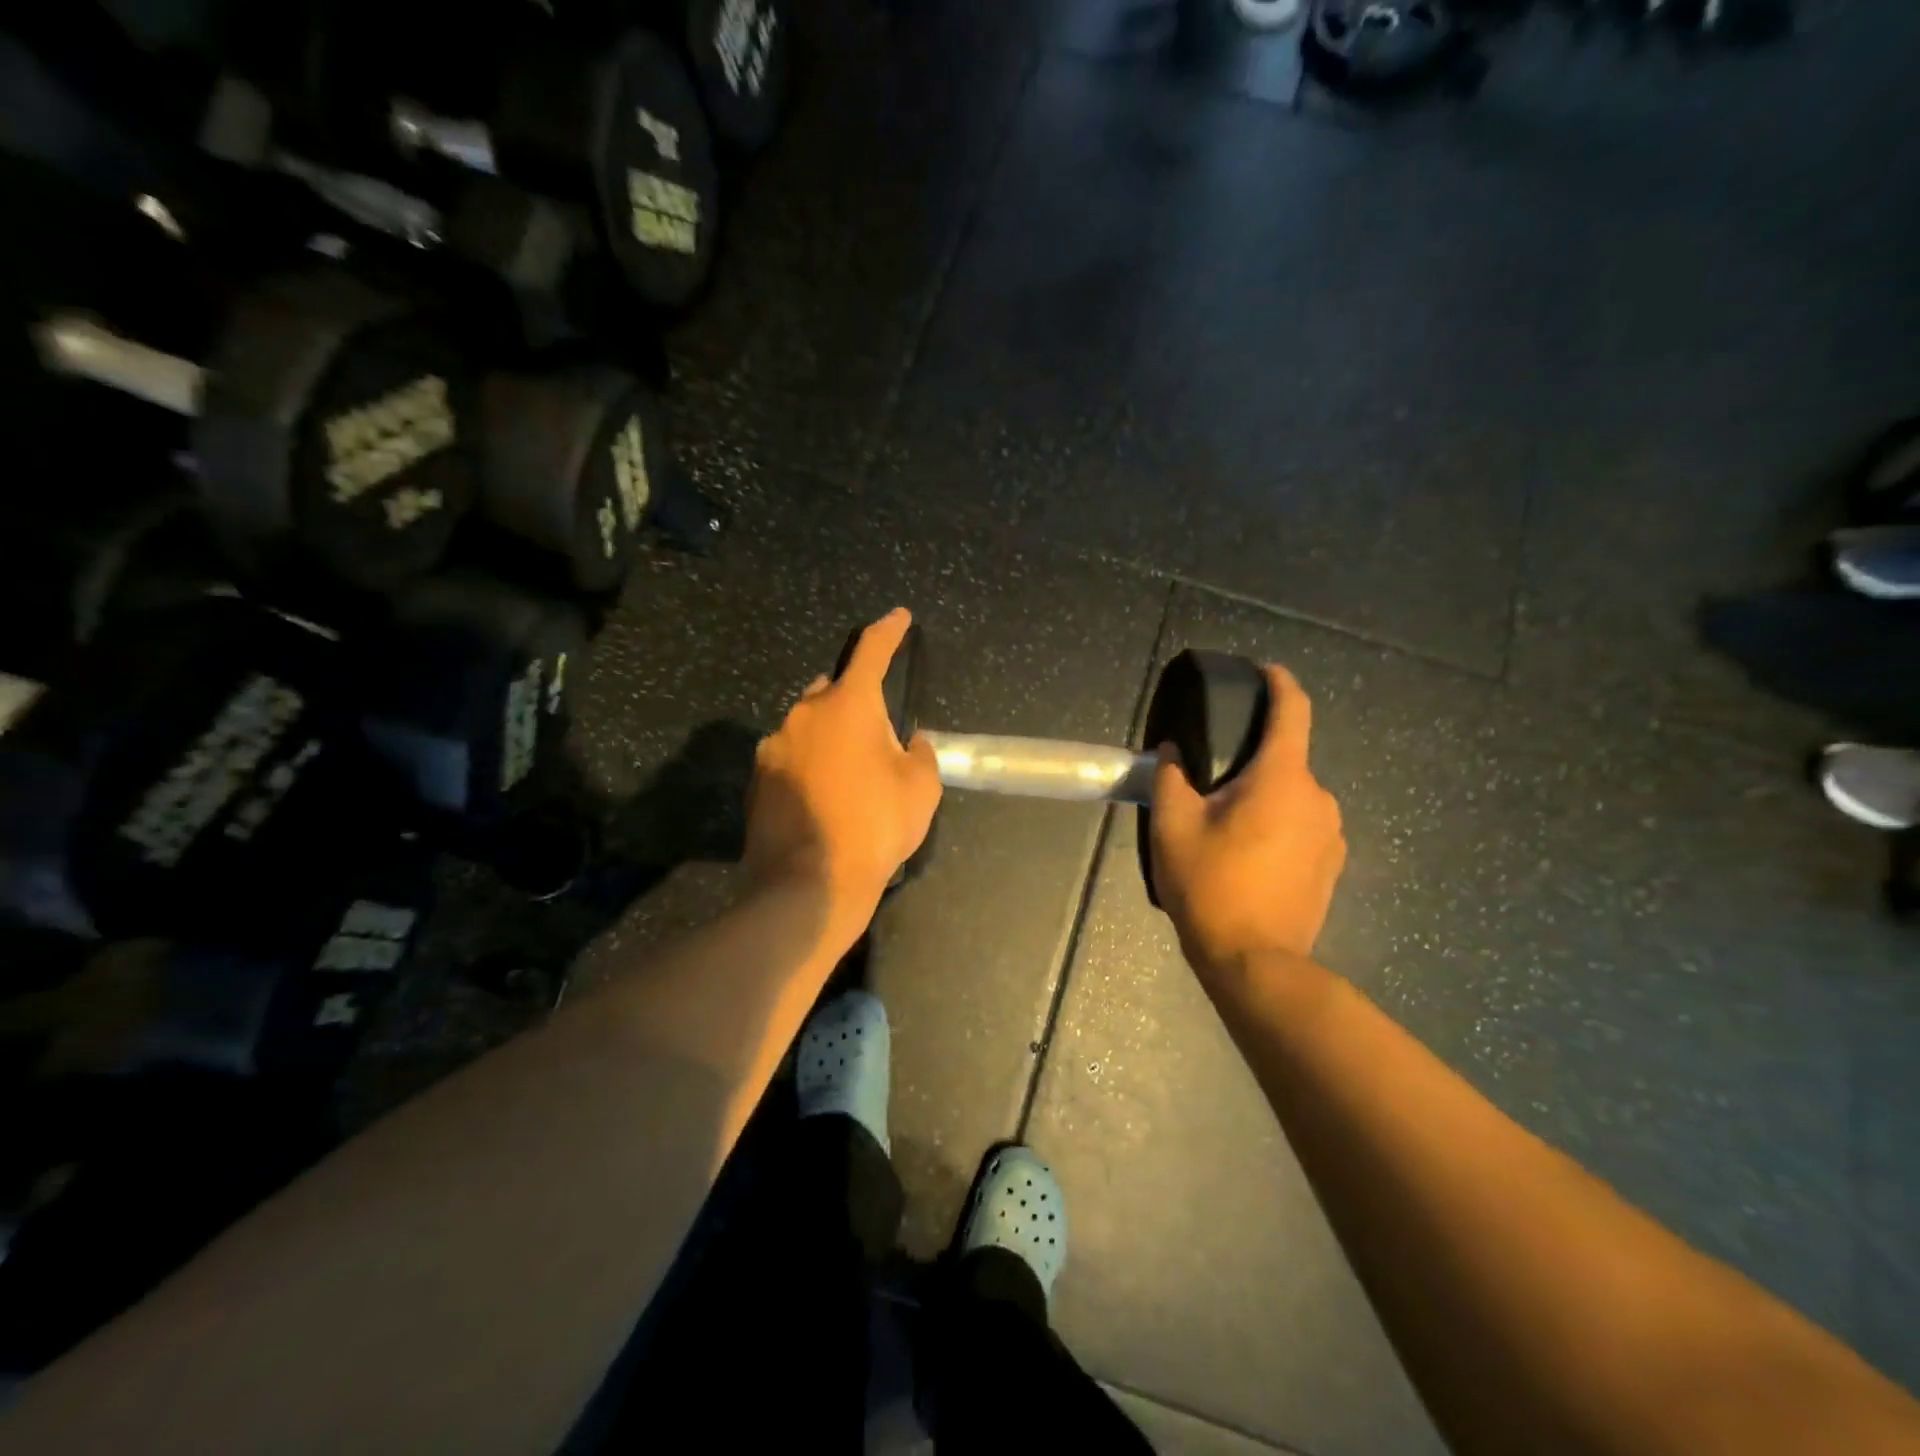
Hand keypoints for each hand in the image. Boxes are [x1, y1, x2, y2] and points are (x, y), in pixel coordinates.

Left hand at [744, 609, 942, 921]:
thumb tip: (909, 743)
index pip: (871, 651)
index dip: (888, 631)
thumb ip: (920, 753)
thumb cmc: (875, 827)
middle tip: (877, 738)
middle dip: (855, 702)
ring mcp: (773, 746)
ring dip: (829, 736)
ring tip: (848, 776)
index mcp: (848, 706)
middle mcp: (804, 715)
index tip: (899, 618)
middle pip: (832, 690)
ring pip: (808, 725)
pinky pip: (790, 756)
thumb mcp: (921, 789)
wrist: (809, 885)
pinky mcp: (756, 779)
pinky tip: (823, 798)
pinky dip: (808, 764)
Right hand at [1149, 665, 1346, 976]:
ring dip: (1264, 798)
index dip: (1280, 683)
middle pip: (1286, 759)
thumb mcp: (1173, 827)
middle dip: (1252, 761)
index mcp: (1283, 778)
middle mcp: (1319, 798)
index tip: (1264, 671)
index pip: (1293, 711)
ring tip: (1226, 827)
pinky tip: (1249, 857)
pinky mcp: (1333, 865)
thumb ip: (1172, 778)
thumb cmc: (1211, 885)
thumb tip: (1174, 750)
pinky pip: (1303, 827)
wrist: (1256, 962)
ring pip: (1293, 797)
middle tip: (1210, 783)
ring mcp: (1332, 834)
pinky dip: (1278, 826)